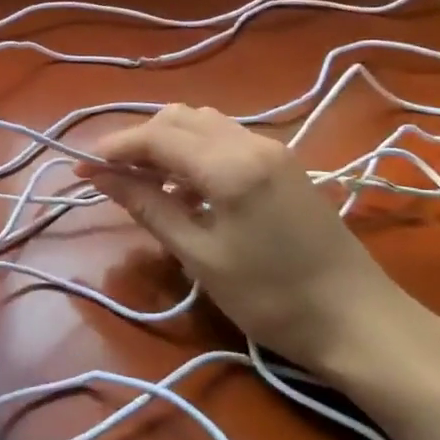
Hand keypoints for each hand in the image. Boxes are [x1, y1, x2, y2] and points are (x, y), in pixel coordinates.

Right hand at [84, 104, 428, 379]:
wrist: (359, 321)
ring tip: (145, 183)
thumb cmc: (271, 298)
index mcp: (229, 163)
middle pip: (179, 118)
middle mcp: (251, 141)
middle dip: (139, 140)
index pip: (157, 136)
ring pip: (204, 124)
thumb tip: (101, 177)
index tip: (81, 168)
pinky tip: (186, 189)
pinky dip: (195, 152)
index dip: (114, 148)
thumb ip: (149, 206)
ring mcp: (272, 150)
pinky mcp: (284, 165)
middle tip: (111, 177)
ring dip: (168, 142)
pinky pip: (226, 140)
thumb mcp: (200, 255)